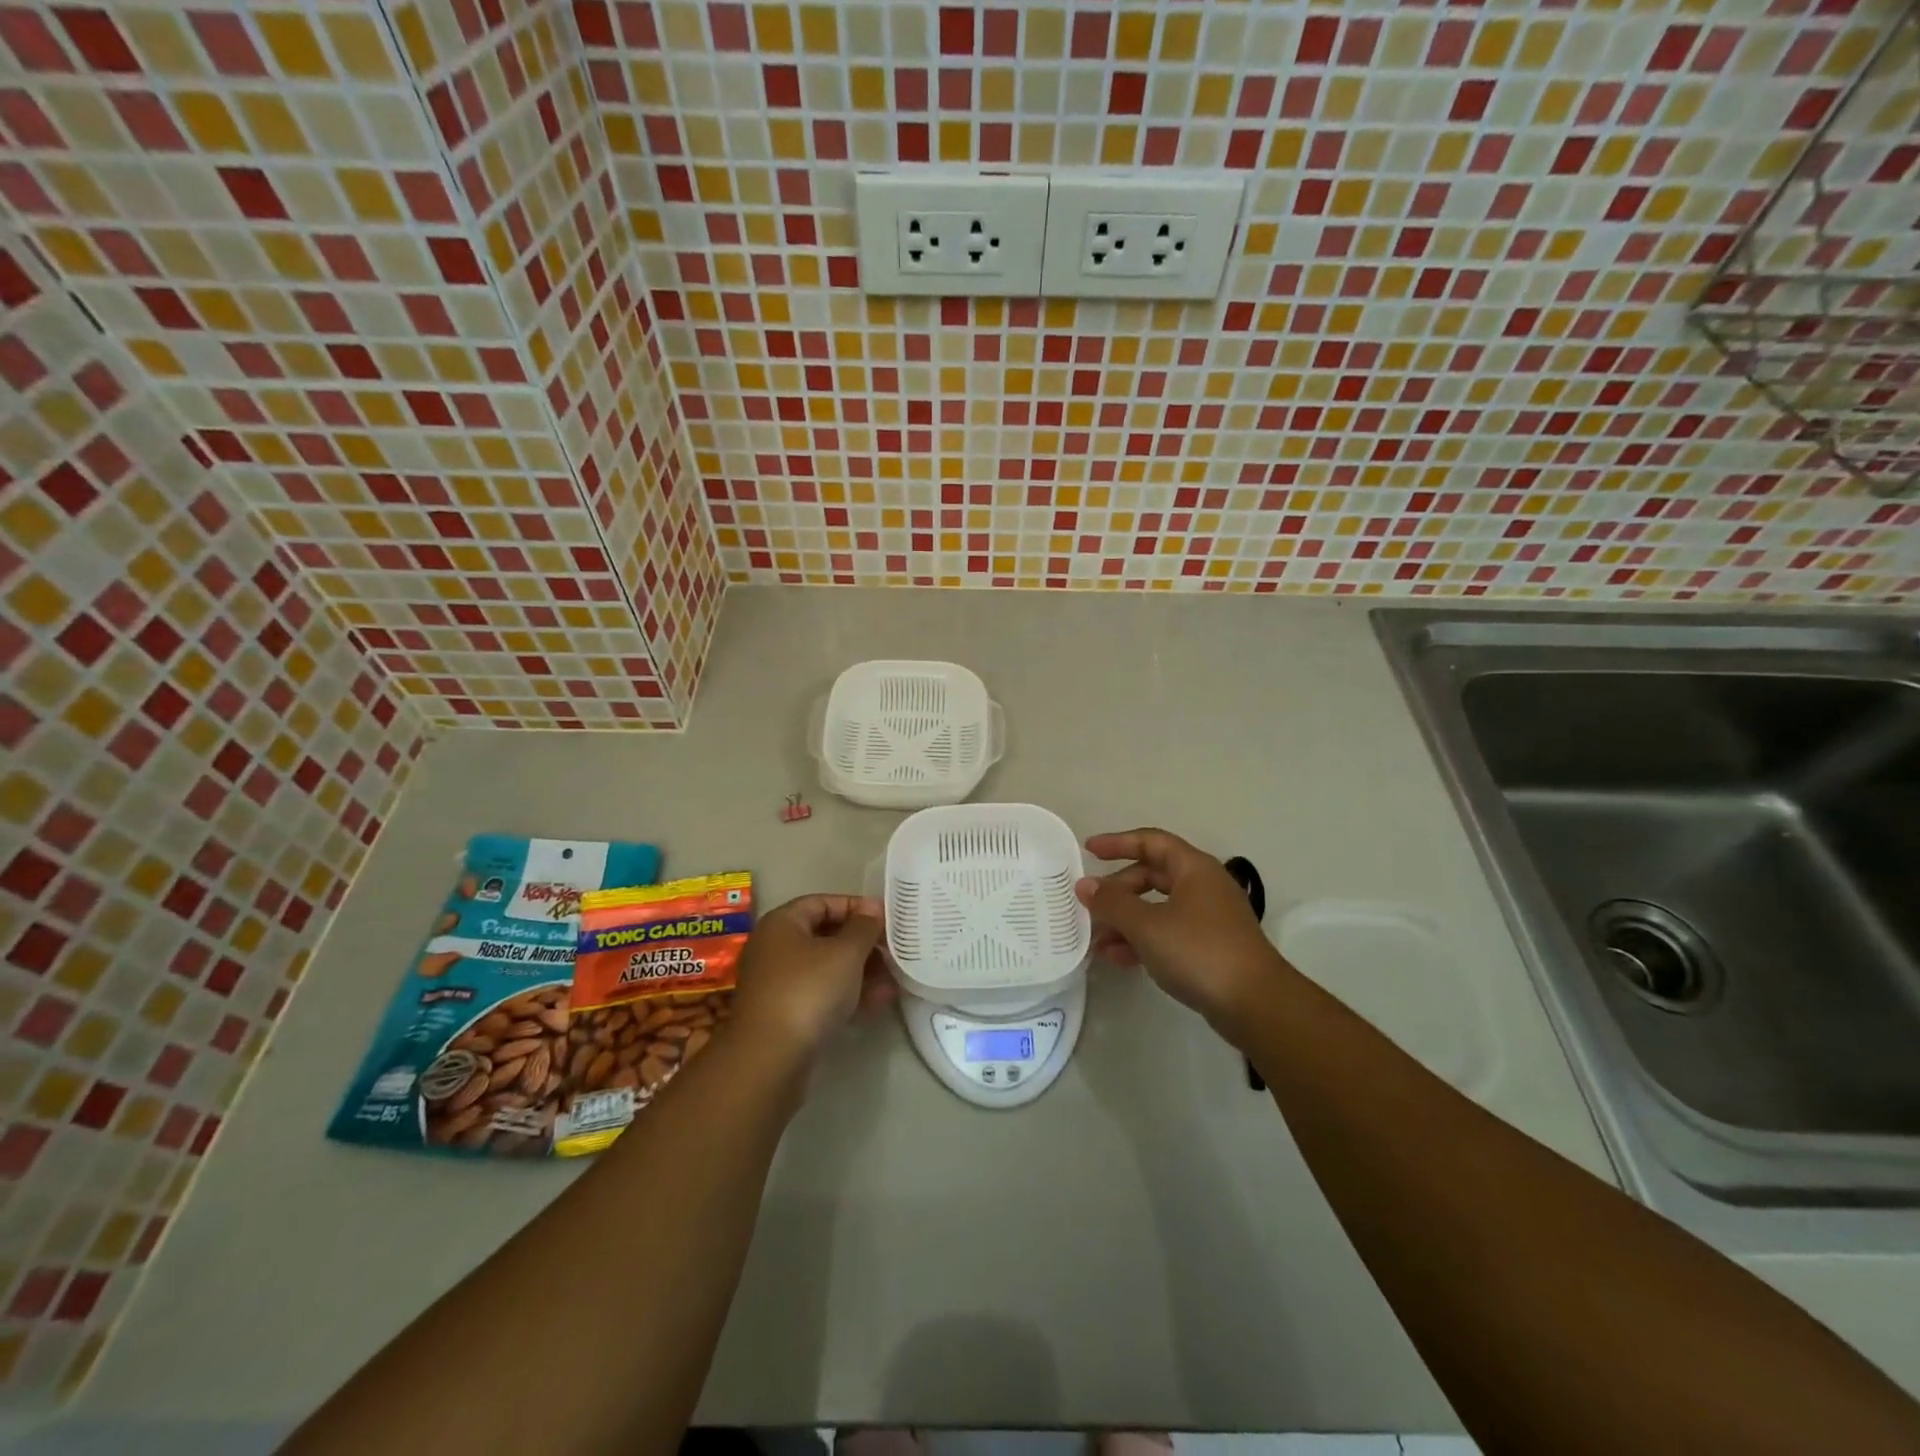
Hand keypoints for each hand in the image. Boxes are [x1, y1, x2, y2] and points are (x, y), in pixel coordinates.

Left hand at [731, 894, 894, 1061]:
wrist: (771, 1057)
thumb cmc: (809, 989)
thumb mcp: (846, 952)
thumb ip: (864, 927)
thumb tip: (872, 910)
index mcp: (782, 923)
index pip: (822, 902)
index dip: (855, 906)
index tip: (886, 918)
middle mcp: (775, 948)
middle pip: (825, 935)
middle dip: (862, 942)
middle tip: (893, 949)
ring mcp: (779, 984)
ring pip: (826, 968)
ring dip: (861, 970)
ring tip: (895, 977)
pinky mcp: (786, 1015)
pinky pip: (823, 994)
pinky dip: (849, 994)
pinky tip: (880, 1001)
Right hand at [1076, 829, 1285, 1035]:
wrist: (1256, 1004)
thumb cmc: (1199, 951)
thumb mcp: (1146, 925)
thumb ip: (1112, 903)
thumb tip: (1084, 885)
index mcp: (1194, 868)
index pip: (1151, 842)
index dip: (1118, 843)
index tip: (1088, 850)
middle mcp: (1203, 886)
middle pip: (1152, 876)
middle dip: (1118, 890)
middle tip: (1090, 906)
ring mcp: (1209, 918)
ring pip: (1158, 908)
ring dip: (1126, 920)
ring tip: (1097, 941)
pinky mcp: (1210, 947)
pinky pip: (1168, 933)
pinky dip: (1143, 940)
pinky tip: (1119, 959)